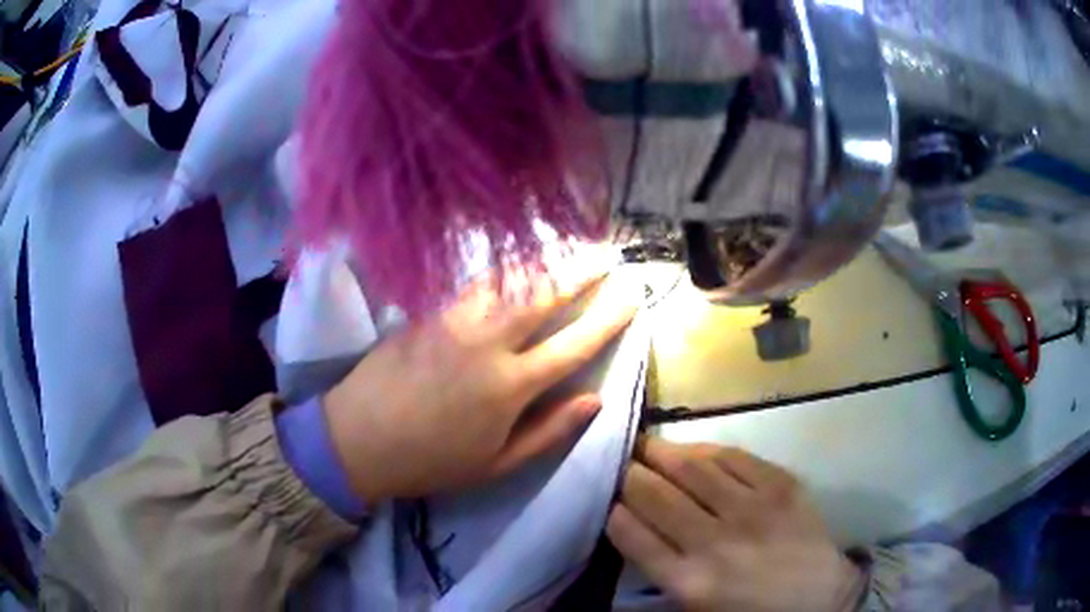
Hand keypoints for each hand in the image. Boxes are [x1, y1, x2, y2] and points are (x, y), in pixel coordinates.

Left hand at [323, 272, 638, 502]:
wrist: (357, 439)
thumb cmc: (431, 460)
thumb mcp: (496, 464)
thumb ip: (549, 432)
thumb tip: (594, 400)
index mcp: (510, 386)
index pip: (574, 343)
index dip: (610, 317)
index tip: (633, 295)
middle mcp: (487, 343)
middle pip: (545, 296)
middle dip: (583, 272)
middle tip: (608, 255)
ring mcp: (453, 320)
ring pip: (508, 278)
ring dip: (544, 260)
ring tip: (569, 247)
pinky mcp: (426, 310)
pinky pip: (473, 280)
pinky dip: (502, 266)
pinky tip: (515, 259)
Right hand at [607, 439, 864, 611]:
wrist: (819, 599)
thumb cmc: (751, 610)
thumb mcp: (696, 605)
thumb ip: (660, 569)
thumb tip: (632, 524)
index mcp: (688, 581)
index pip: (630, 533)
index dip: (613, 508)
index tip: (606, 496)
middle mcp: (715, 542)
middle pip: (656, 495)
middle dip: (629, 474)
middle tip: (619, 461)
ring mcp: (753, 509)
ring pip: (693, 468)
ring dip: (662, 452)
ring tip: (646, 444)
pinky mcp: (783, 487)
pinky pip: (735, 458)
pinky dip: (707, 450)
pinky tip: (694, 450)